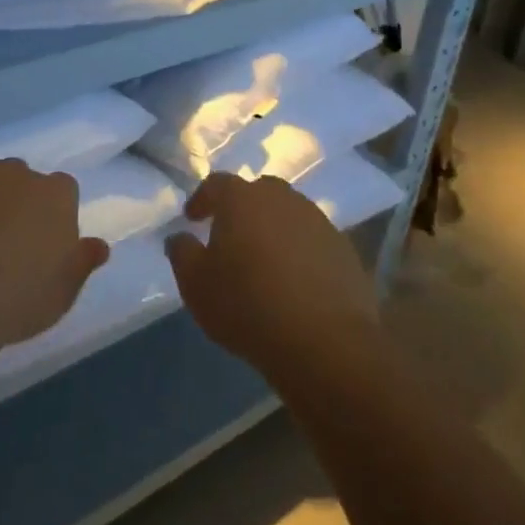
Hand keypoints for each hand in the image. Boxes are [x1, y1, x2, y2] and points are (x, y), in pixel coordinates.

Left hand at [0, 159, 108, 359]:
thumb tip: (99, 245)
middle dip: (10, 203)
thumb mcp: (63, 292)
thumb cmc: (16, 298)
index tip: (39, 245)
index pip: (62, 191)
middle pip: (17, 180)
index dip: (50, 216)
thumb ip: (82, 262)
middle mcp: (13, 172)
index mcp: (54, 193)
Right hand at [166, 173, 380, 386]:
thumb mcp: (195, 285)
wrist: (324, 341)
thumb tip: (180, 237)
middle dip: (241, 209)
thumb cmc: (247, 306)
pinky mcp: (344, 248)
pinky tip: (294, 280)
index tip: (193, 218)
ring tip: (263, 260)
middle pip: (257, 193)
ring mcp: (318, 221)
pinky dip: (299, 251)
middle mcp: (282, 199)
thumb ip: (182, 252)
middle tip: (230, 236)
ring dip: (273, 229)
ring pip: (288, 214)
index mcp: (242, 199)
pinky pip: (312, 240)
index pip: (216, 184)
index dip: (202, 199)